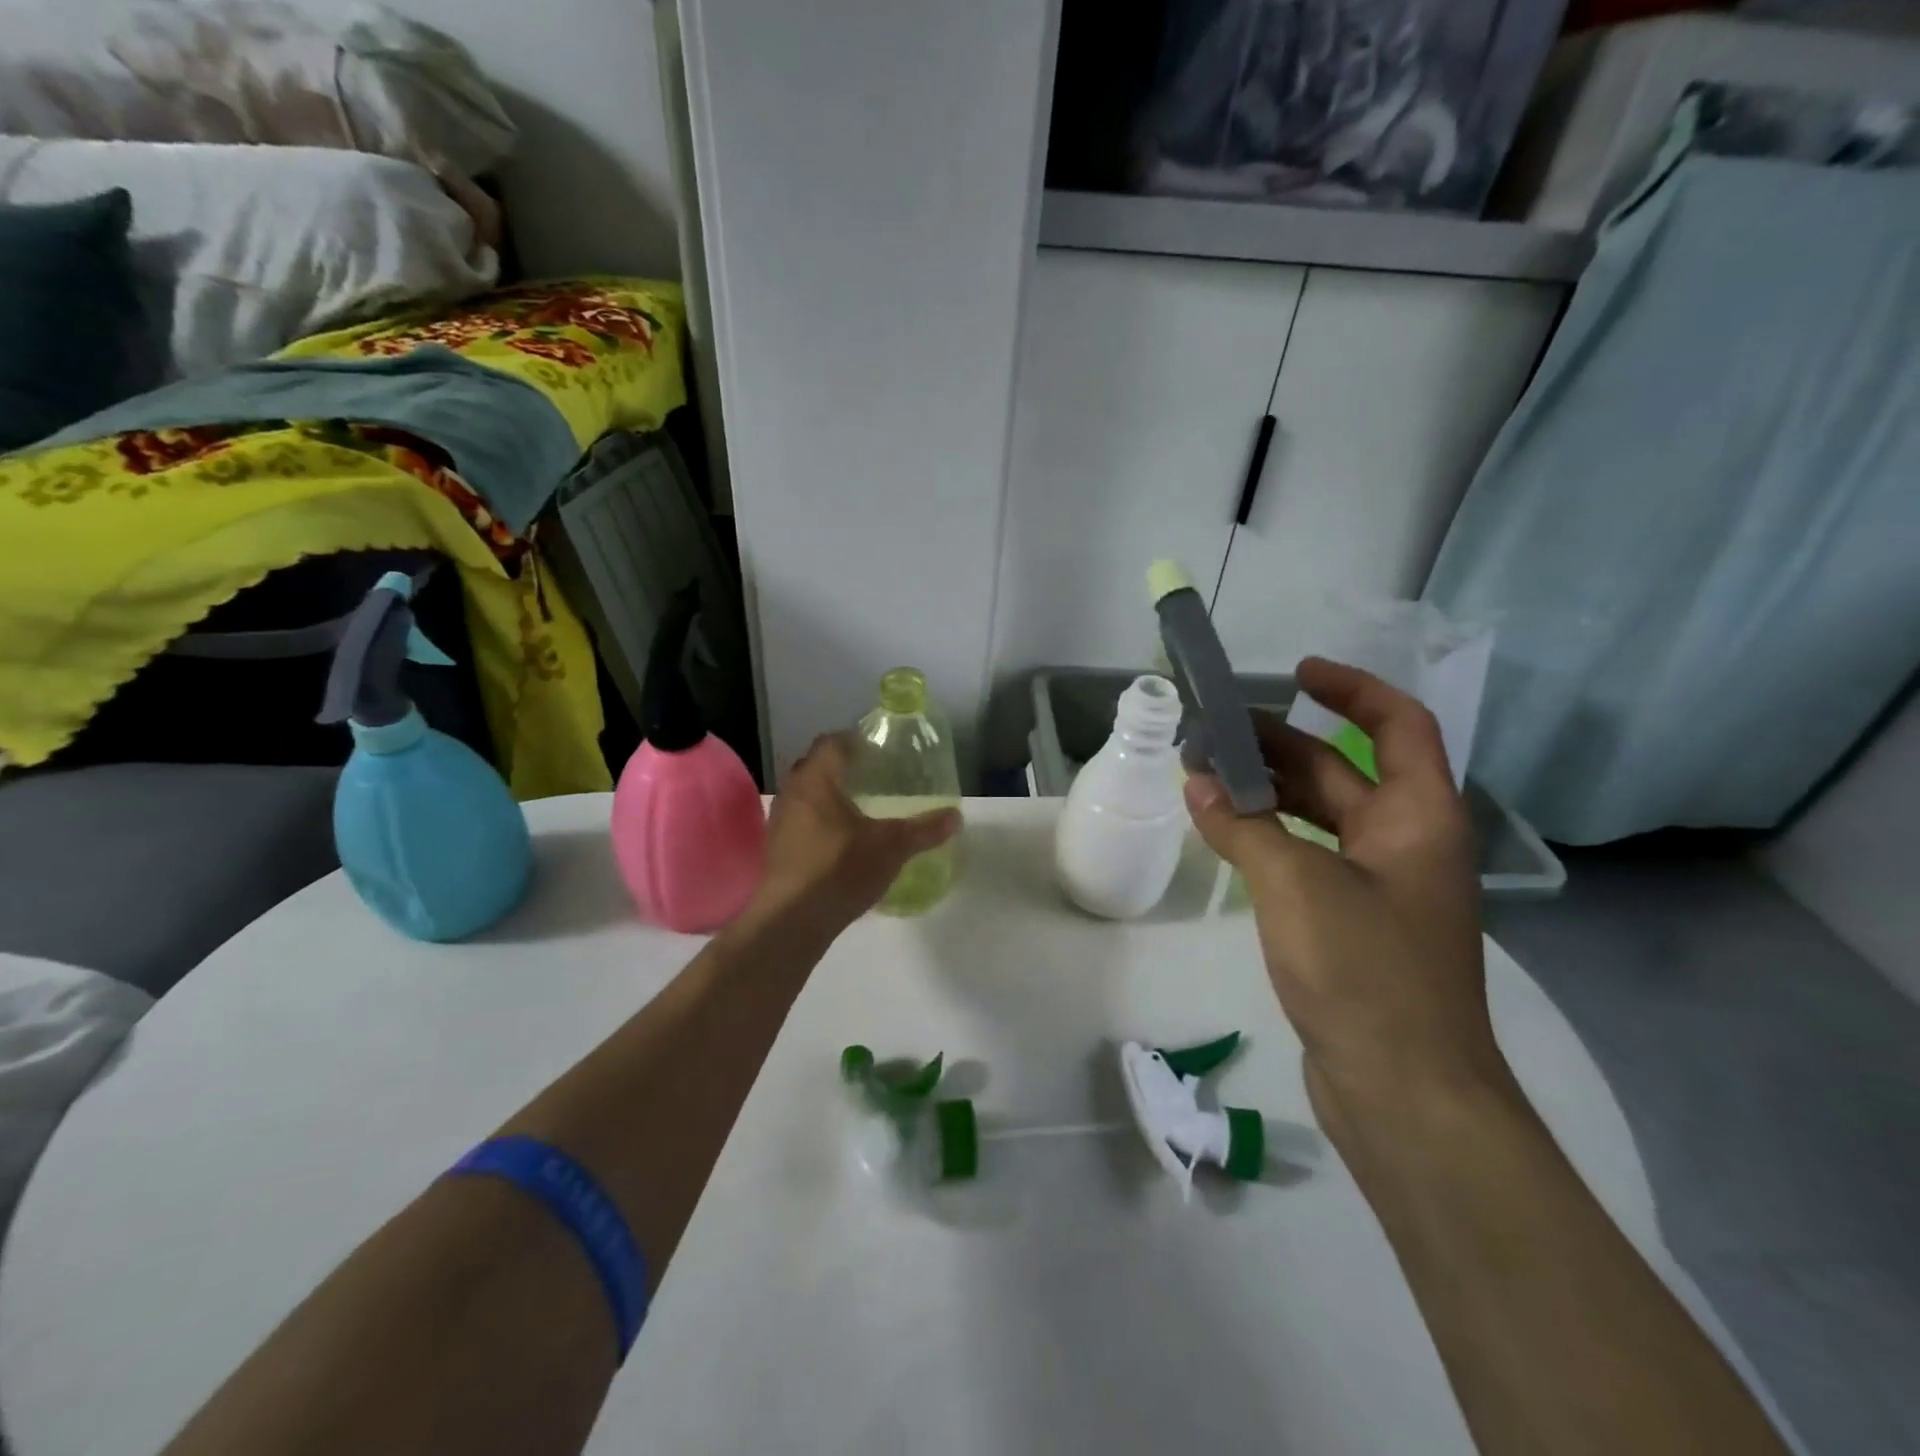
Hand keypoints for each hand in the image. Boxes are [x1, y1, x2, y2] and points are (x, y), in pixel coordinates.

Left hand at [749, 735, 960, 932]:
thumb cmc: (840, 869)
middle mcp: (792, 793)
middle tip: (872, 777)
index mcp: (816, 781)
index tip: (877, 751)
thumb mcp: (891, 848)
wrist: (791, 921)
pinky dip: (819, 822)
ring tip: (859, 809)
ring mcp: (779, 821)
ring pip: (805, 795)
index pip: (832, 743)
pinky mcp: (776, 848)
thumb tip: (956, 817)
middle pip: (815, 766)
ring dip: (828, 797)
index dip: (854, 741)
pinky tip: (840, 840)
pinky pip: (800, 821)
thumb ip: (923, 830)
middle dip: (841, 768)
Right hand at [1183, 658, 1508, 1133]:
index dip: (1352, 690)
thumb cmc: (1366, 972)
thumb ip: (1244, 827)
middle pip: (1343, 770)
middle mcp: (1405, 843)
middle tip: (1215, 732)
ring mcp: (1379, 886)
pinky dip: (1268, 837)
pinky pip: (1308, 857)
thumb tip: (1198, 784)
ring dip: (1268, 792)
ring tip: (1206, 777)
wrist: (1405, 1092)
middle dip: (1281, 744)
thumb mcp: (1297, 884)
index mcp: (1417, 818)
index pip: (1398, 725)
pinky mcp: (1351, 923)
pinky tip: (1224, 835)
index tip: (1296, 673)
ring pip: (1320, 816)